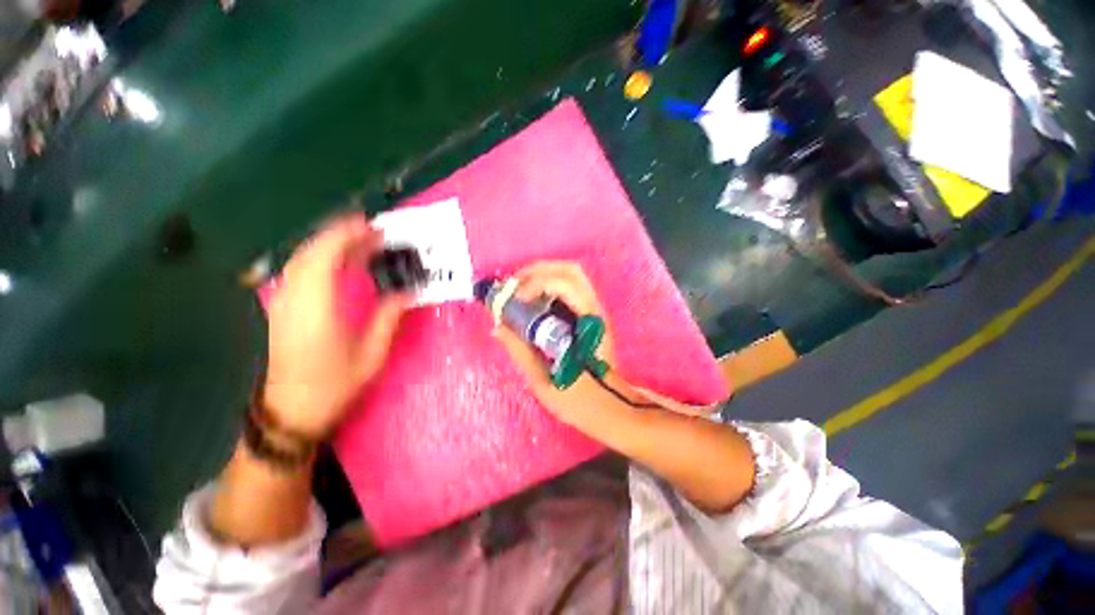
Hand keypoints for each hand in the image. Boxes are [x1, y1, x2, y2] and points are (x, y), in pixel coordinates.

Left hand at [264, 213, 410, 437]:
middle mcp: (293, 298)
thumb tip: (406, 292)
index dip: (346, 235)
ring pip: (301, 259)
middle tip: (372, 231)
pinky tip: (338, 262)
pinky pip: (298, 271)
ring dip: (329, 244)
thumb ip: (388, 318)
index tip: (371, 226)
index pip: (324, 257)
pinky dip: (319, 258)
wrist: (290, 412)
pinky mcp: (281, 308)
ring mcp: (283, 302)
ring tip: (360, 241)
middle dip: (340, 234)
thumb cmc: (333, 385)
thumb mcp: (371, 355)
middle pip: (310, 252)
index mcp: (316, 309)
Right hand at [492, 261, 626, 422]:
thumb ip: (520, 350)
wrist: (610, 408)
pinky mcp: (591, 316)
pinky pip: (569, 288)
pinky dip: (548, 286)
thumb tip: (498, 327)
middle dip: (537, 271)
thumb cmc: (579, 399)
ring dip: (543, 276)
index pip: (564, 284)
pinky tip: (533, 301)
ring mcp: (595, 311)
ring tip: (519, 291)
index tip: (514, 299)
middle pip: (570, 270)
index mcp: (587, 323)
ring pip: (571, 276)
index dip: (535, 283)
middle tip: (513, 286)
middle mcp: (594, 310)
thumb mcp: (543, 380)